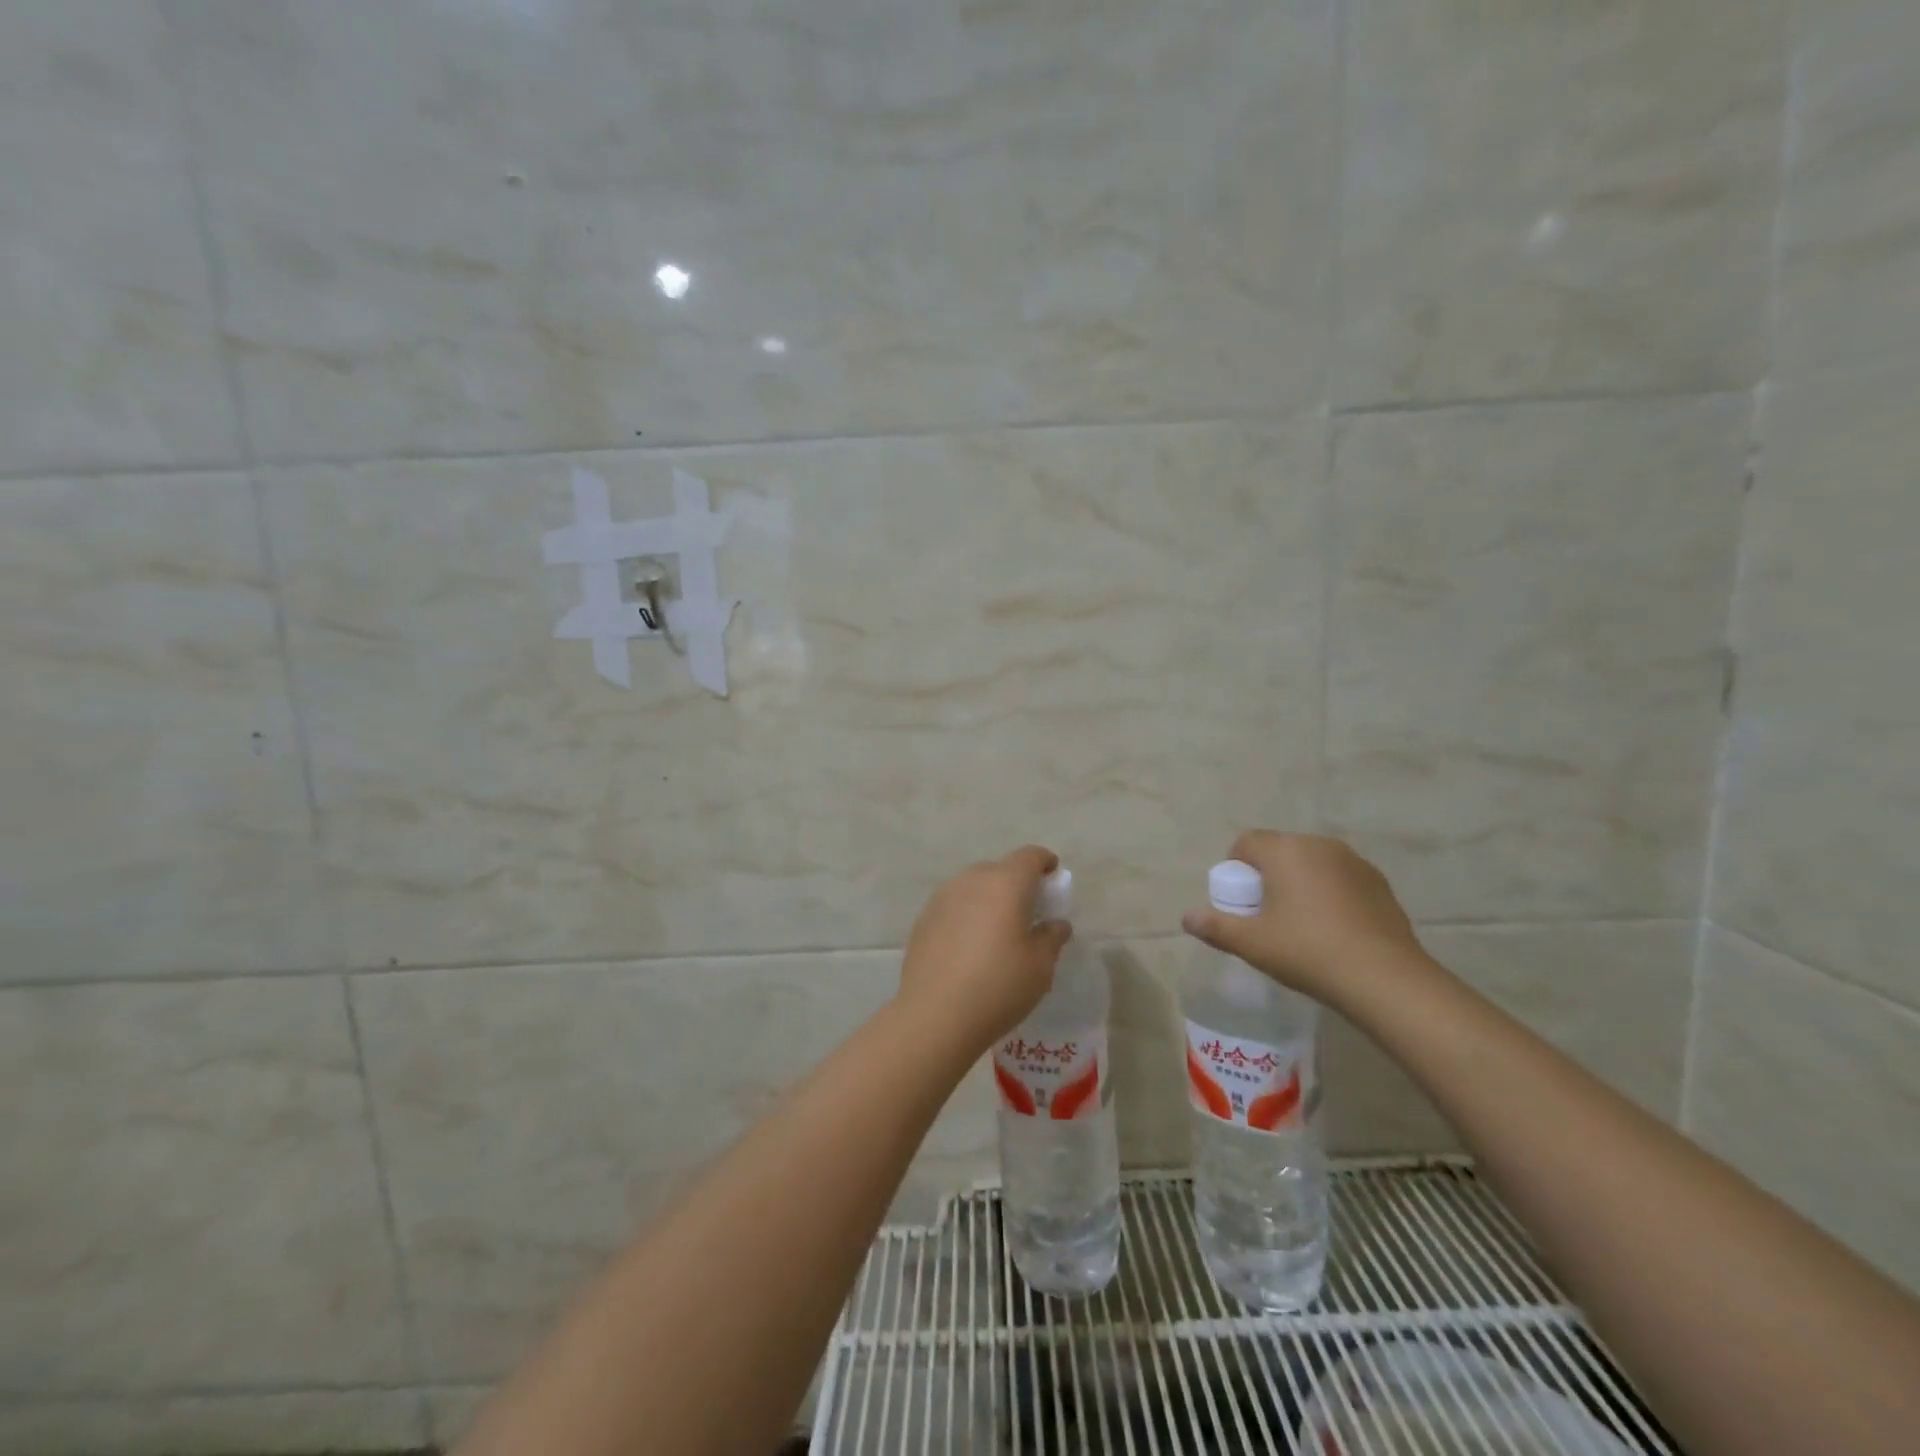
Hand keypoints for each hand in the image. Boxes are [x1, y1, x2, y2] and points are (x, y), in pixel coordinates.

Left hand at [897, 846, 1072, 1056]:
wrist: (935, 1016)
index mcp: (1005, 884)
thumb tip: (1056, 924)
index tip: (1053, 875)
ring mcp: (942, 898)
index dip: (1044, 862)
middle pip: (999, 869)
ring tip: (997, 929)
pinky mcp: (923, 919)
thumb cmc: (998, 986)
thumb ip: (1052, 938)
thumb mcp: (1040, 966)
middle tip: (1027, 910)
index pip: (1029, 857)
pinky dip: (966, 914)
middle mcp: (971, 881)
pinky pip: (953, 906)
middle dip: (1015, 883)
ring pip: (972, 886)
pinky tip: (969, 945)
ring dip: (988, 898)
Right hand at [1181, 831, 1427, 1005]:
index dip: (1236, 868)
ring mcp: (1354, 862)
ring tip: (1302, 924)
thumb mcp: (1252, 943)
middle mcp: (1319, 845)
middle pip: (1280, 850)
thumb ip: (1215, 927)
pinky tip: (1334, 929)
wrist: (1384, 979)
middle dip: (1268, 875)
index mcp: (1285, 850)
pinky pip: (1340, 878)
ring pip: (1312, 864)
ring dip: (1300, 883)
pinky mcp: (1379, 882)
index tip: (1241, 903)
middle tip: (1267, 915)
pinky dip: (1330, 894)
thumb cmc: (1307, 952)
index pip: (1246, 843)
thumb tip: (1186, 918)